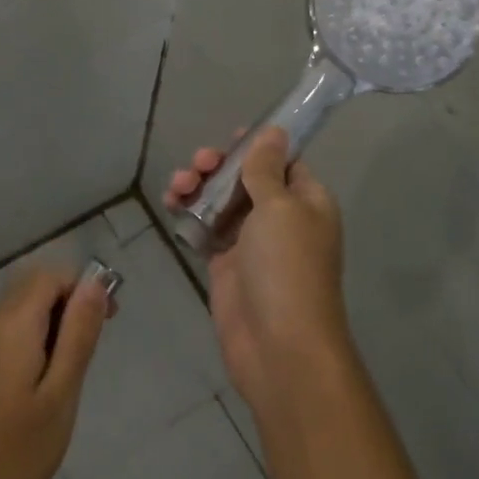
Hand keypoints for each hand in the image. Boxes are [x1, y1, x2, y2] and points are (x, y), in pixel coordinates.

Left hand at [0, 267, 110, 478]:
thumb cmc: (13, 455)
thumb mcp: (59, 396)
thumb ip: (77, 335)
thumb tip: (94, 283)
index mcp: (13, 324)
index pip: (51, 275)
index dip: (84, 286)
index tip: (110, 321)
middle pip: (36, 285)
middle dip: (71, 300)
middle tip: (95, 343)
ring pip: (25, 308)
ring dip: (55, 321)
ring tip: (75, 369)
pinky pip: (14, 332)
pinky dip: (39, 340)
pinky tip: (49, 383)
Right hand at [166, 127, 350, 409]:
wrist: (278, 347)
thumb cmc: (286, 267)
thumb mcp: (280, 207)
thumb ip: (267, 168)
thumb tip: (275, 131)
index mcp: (307, 202)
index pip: (283, 162)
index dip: (257, 146)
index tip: (231, 137)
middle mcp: (281, 218)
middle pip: (246, 178)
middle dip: (219, 165)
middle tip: (198, 163)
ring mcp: (251, 242)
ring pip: (220, 200)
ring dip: (197, 186)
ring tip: (177, 187)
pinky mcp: (225, 264)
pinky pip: (204, 227)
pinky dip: (187, 213)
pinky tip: (171, 205)